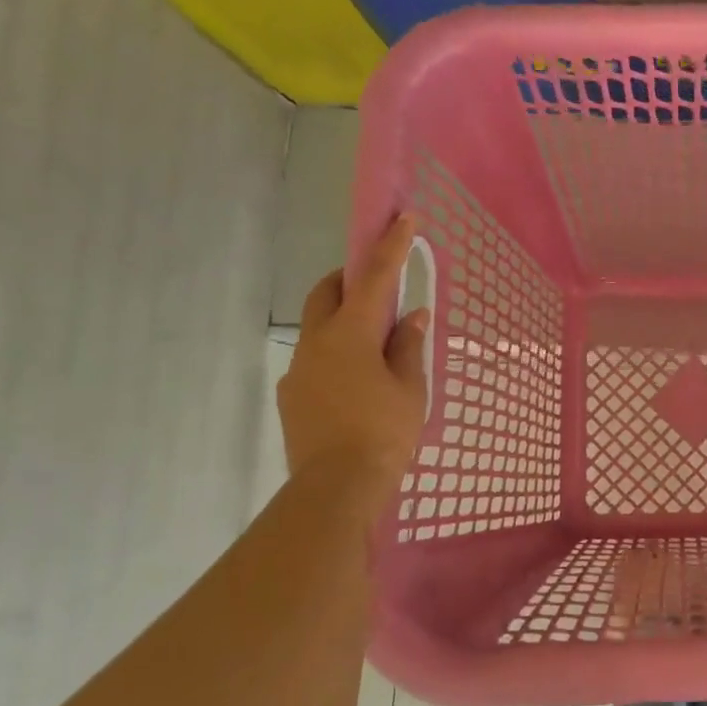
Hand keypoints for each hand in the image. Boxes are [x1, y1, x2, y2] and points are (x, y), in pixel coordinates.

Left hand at [278, 214, 429, 502]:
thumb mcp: (409, 388)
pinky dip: (337, 354)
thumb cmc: (383, 432)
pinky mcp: (293, 395)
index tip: (403, 217)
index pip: (374, 278)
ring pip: (318, 327)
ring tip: (376, 347)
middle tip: (379, 286)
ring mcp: (299, 369)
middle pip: (327, 292)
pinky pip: (316, 359)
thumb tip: (413, 315)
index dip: (391, 245)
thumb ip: (409, 346)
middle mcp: (317, 342)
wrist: (336, 488)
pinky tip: (358, 384)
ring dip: (344, 320)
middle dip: (350, 278)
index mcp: (351, 334)